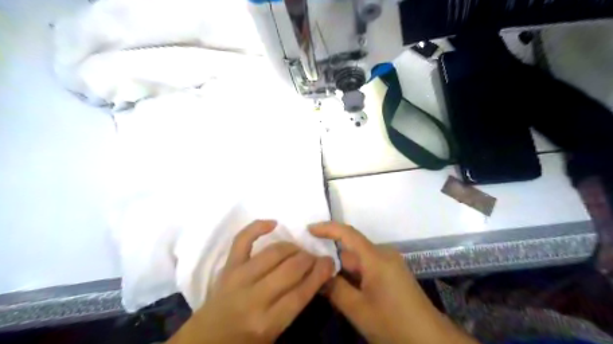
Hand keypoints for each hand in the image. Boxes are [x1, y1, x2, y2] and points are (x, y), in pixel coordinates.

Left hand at [166, 220, 334, 343]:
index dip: (320, 273)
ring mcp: (239, 277)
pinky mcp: (228, 266)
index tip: (330, 263)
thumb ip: (295, 305)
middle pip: (291, 269)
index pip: (302, 291)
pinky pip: (242, 240)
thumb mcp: (275, 332)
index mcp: (268, 322)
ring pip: (274, 252)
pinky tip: (273, 223)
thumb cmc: (245, 341)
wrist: (205, 342)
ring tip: (299, 250)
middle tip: (315, 258)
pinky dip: (257, 227)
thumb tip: (315, 277)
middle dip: (309, 259)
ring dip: (293, 247)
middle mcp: (255, 297)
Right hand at [312, 221, 477, 343]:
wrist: (430, 341)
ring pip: (359, 261)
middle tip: (311, 270)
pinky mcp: (392, 273)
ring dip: (343, 271)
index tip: (308, 229)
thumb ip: (335, 289)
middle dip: (332, 260)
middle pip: (351, 251)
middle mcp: (383, 254)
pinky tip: (345, 291)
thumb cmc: (393, 324)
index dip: (327, 228)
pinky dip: (354, 276)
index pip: (348, 234)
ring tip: (325, 284)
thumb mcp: (359, 310)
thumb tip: (318, 274)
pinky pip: (367, 268)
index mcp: (376, 258)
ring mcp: (390, 264)